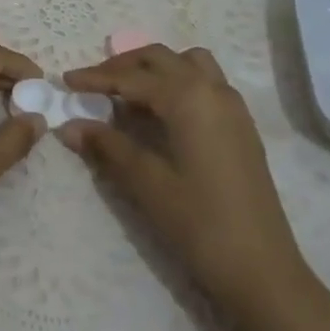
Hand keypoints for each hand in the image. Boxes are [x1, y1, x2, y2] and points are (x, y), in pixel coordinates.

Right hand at [61, 45, 329, 328]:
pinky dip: (178, 81)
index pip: (132, 77)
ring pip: (188, 63)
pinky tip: (162, 112)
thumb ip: (108, 147)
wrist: (264, 271)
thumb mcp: (148, 184)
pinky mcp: (241, 125)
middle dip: (123, 66)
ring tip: (129, 92)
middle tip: (92, 85)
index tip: (65, 81)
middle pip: (160, 59)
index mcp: (188, 97)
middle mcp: (212, 89)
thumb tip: (68, 125)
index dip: (96, 78)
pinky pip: (205, 82)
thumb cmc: (201, 225)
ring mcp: (232, 105)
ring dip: (155, 68)